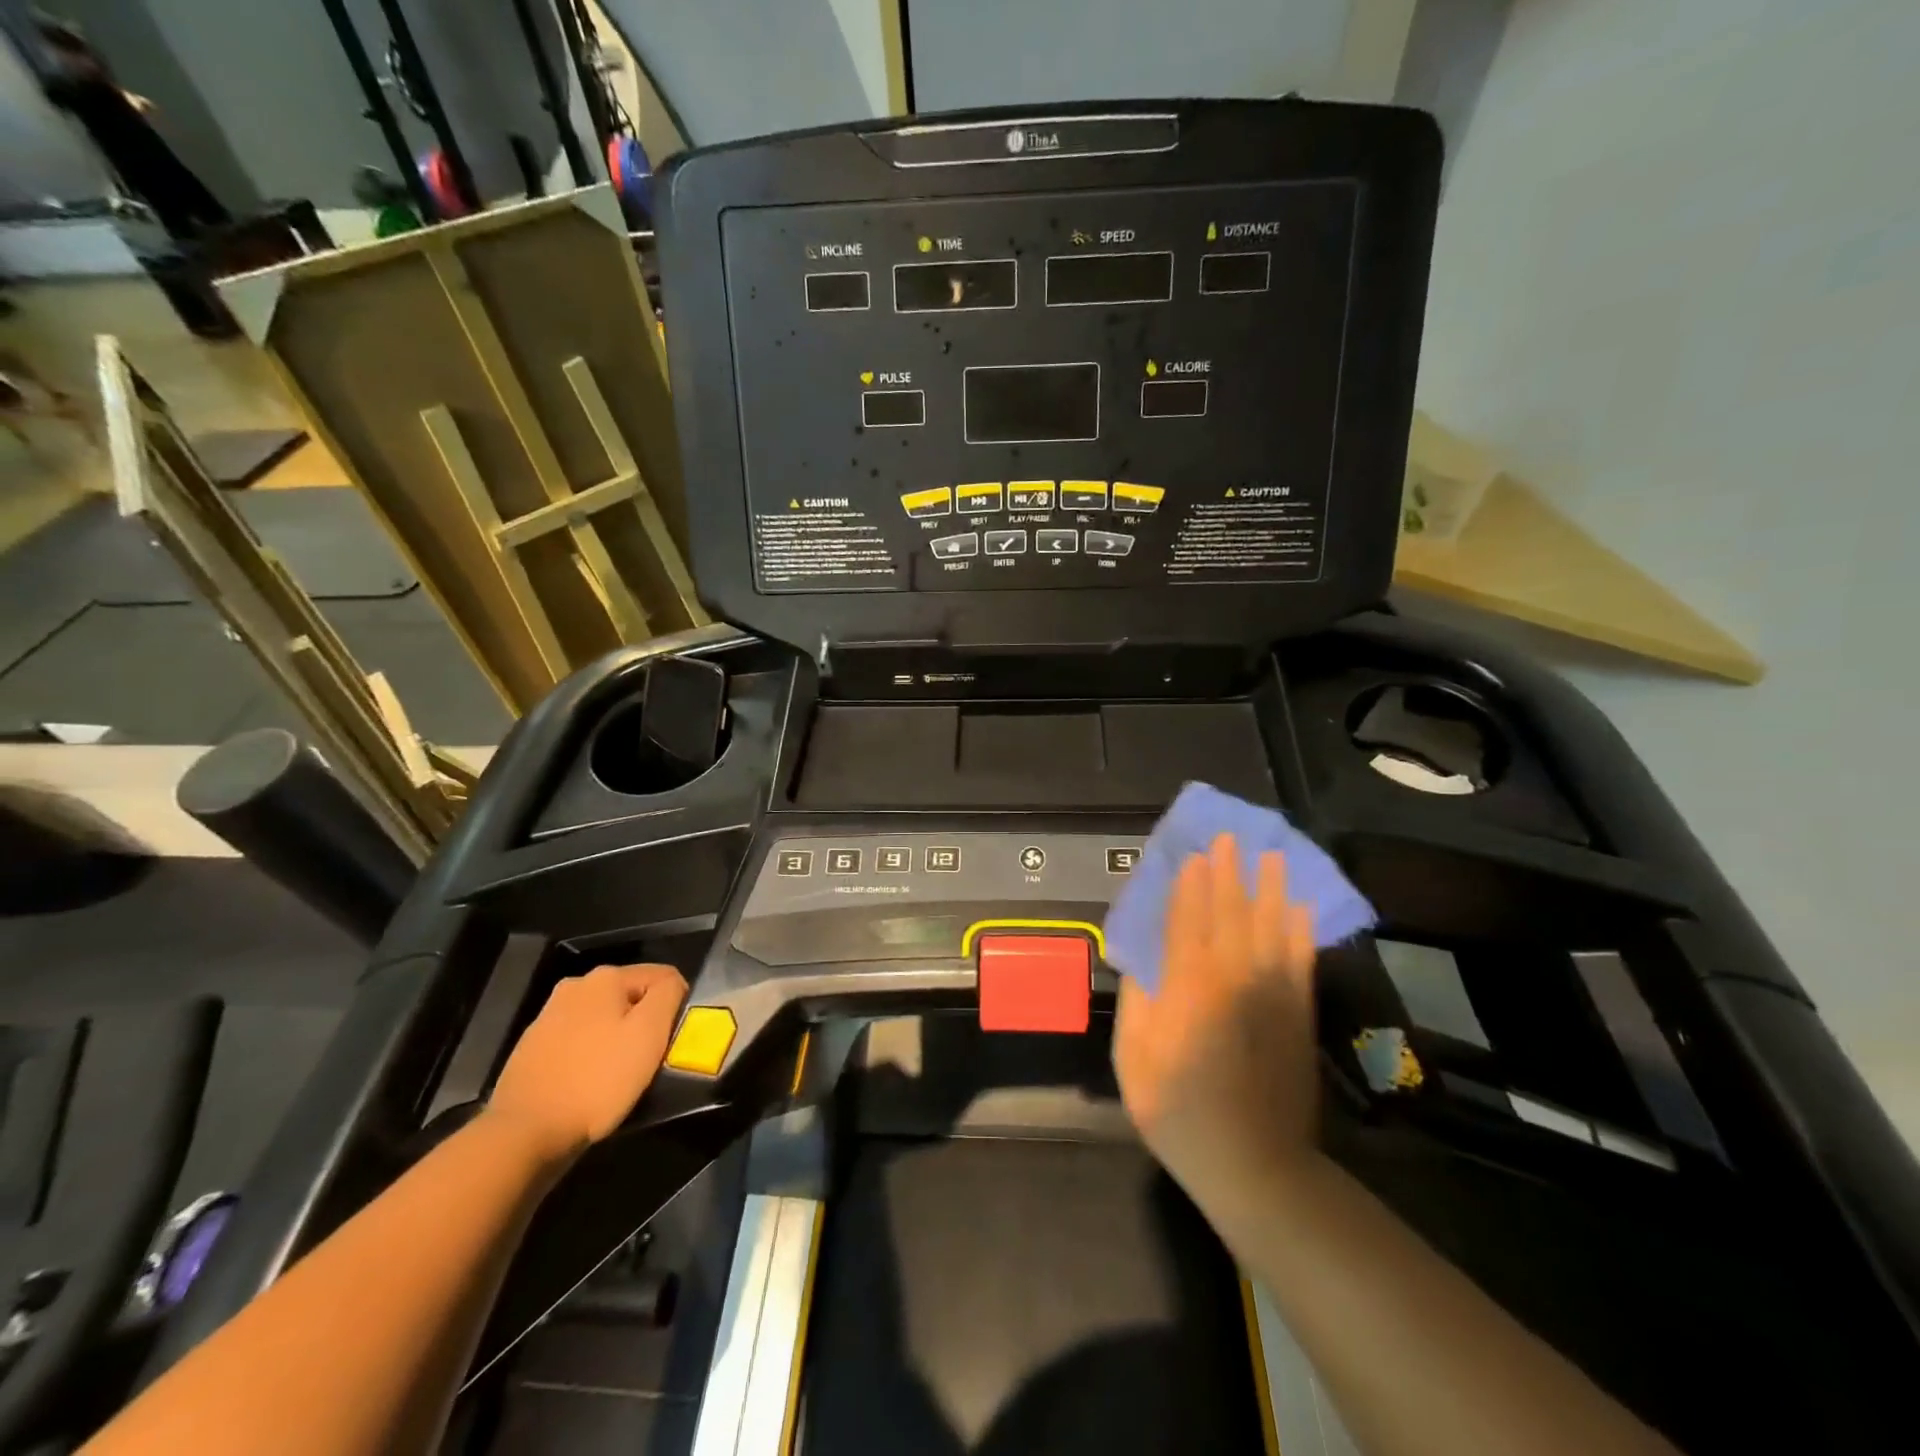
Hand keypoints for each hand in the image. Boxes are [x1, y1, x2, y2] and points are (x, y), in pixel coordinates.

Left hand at [488, 963, 687, 1161]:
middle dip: (645, 1024)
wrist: (523, 1135)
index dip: (677, 1006)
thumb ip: (668, 995)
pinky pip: (579, 1043)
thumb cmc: (597, 1080)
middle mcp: (575, 987)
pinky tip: (590, 1085)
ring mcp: (548, 1017)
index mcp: (605, 977)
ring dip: (618, 1041)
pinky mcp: (532, 1049)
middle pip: (631, 998)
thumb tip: (671, 986)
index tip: (672, 1041)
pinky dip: (591, 1058)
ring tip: (620, 1077)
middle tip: (649, 1061)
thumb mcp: (649, 1033)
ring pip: (604, 1021)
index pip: (663, 977)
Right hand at [1113, 833, 1319, 1205]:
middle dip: (1228, 873)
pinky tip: (1300, 909)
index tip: (1193, 854)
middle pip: (1230, 913)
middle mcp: (1232, 978)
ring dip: (1269, 889)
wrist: (1254, 1165)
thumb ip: (1137, 1003)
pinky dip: (1301, 931)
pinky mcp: (1297, 1014)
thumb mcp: (1133, 1061)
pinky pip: (1300, 960)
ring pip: (1270, 927)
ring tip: (1271, 856)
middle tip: (1229, 838)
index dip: (1189, 885)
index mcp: (1188, 988)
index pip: (1187, 921)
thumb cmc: (1179, 1112)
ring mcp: (1271, 994)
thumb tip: (1140, 960)